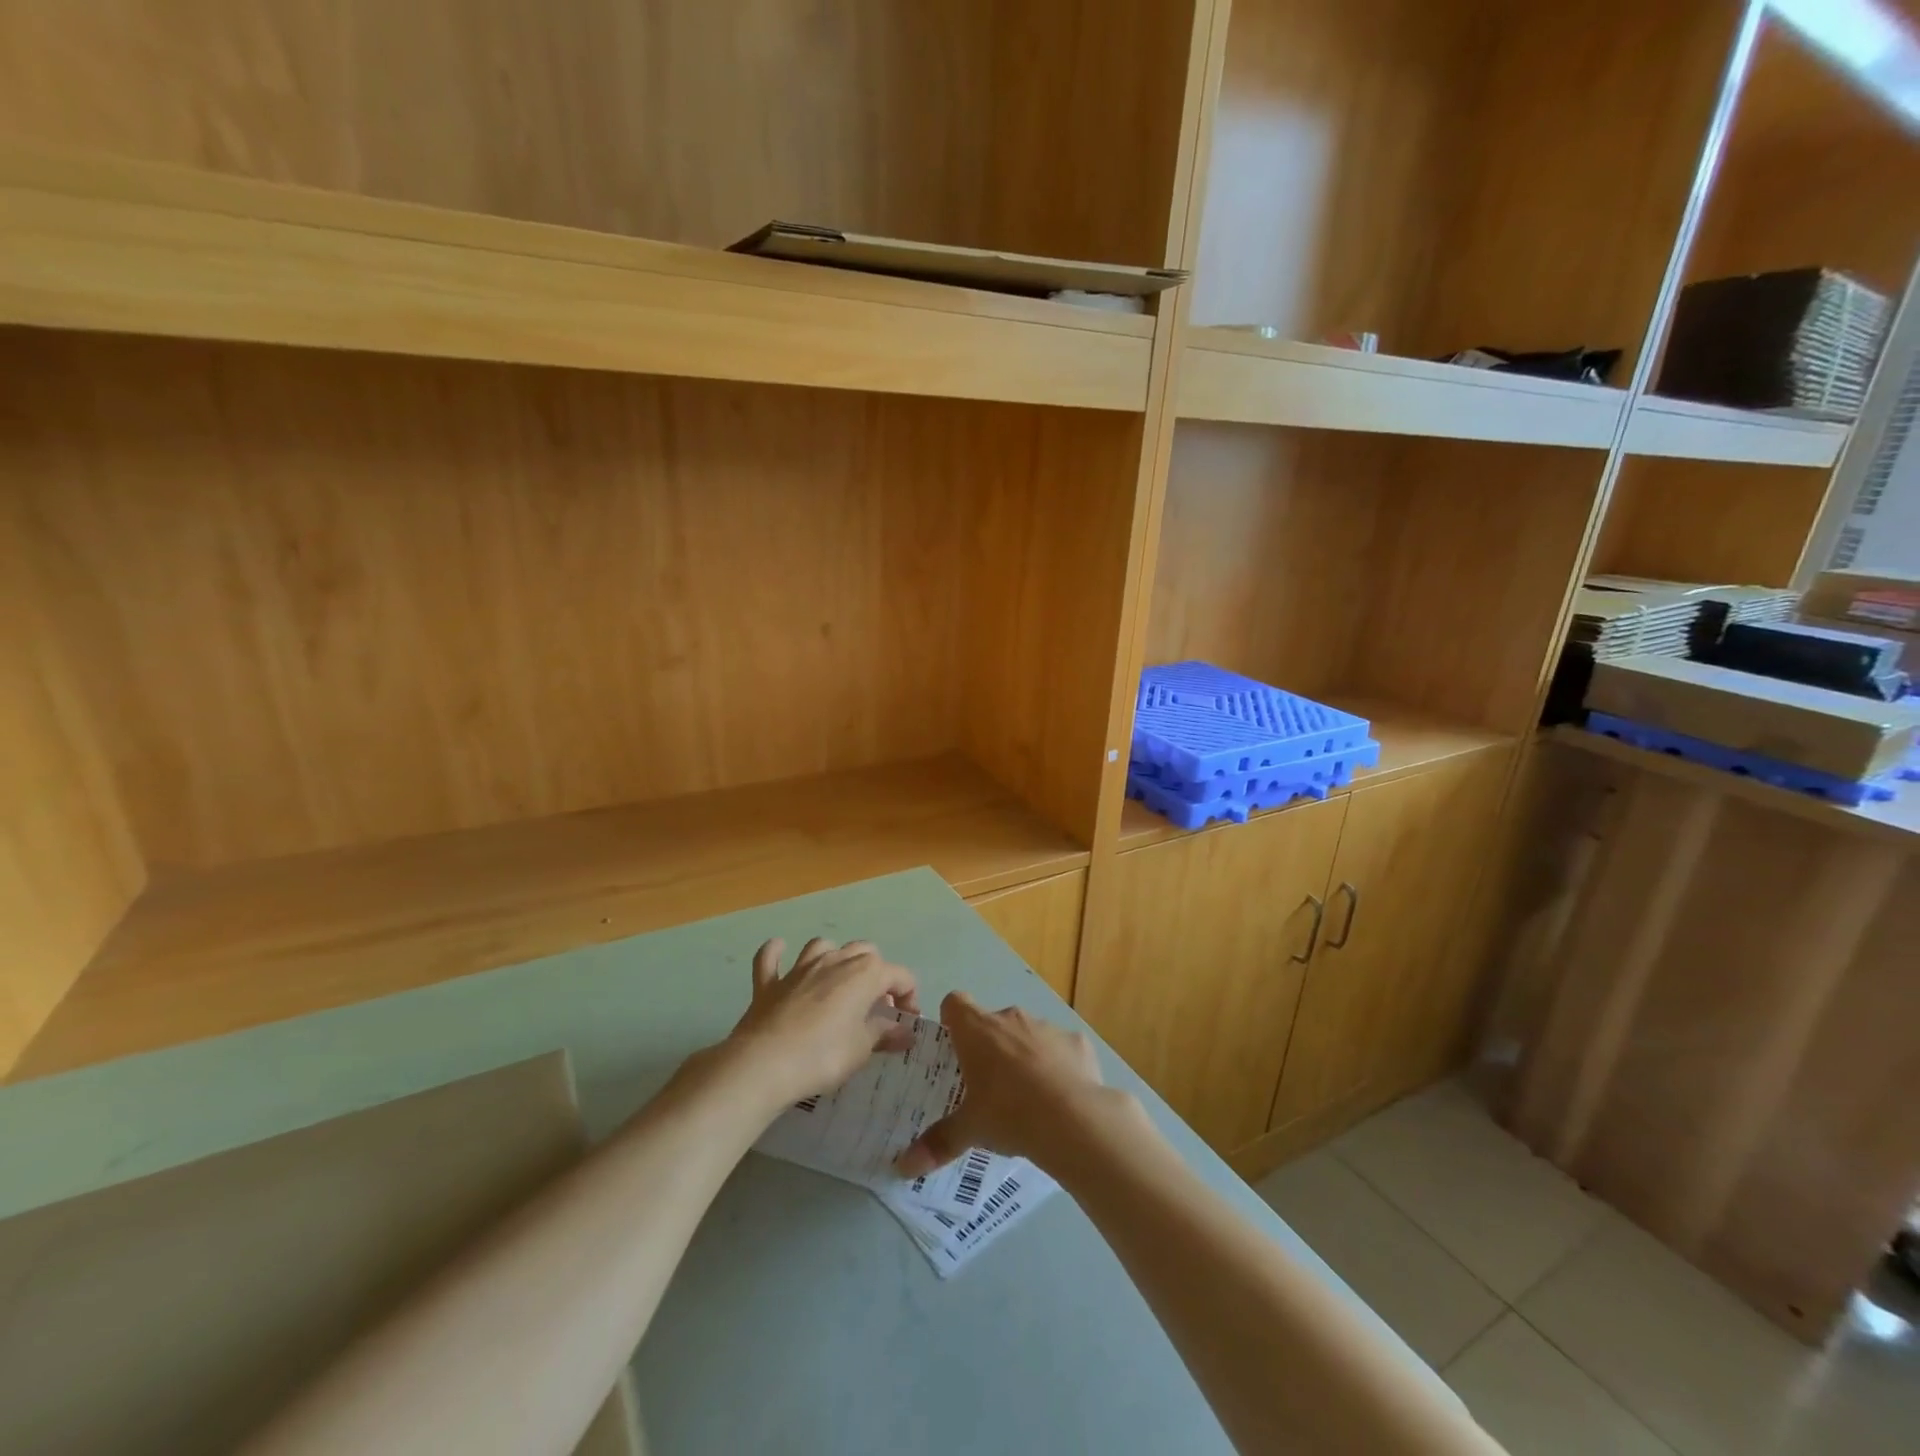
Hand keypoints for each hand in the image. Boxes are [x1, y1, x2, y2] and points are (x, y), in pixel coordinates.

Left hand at [728, 938, 920, 1105]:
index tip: (907, 1022)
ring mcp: (799, 968)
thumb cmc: (823, 1056)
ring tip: (837, 982)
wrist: (764, 1064)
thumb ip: (884, 1034)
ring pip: (823, 947)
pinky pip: (771, 959)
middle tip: (875, 1005)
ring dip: (834, 958)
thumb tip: (906, 1032)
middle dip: (876, 973)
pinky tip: (779, 952)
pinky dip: (776, 954)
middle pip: (865, 952)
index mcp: (864, 973)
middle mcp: (835, 961)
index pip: (899, 975)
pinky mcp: (769, 983)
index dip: (909, 997)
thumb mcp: (861, 1049)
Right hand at [895, 991, 1117, 1176]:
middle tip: (988, 1086)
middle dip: (990, 1047)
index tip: (954, 1047)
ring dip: (1025, 1056)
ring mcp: (1046, 1026)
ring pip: (1028, 1035)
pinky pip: (1061, 1050)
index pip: (955, 1003)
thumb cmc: (1009, 1113)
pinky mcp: (1076, 1042)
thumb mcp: (969, 1130)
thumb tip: (903, 1167)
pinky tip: (1062, 1099)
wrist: (1073, 1119)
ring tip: (1028, 1098)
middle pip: (992, 1022)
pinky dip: (1059, 1067)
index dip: (952, 1020)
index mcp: (977, 1030)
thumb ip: (938, 1143)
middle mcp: (1010, 1018)